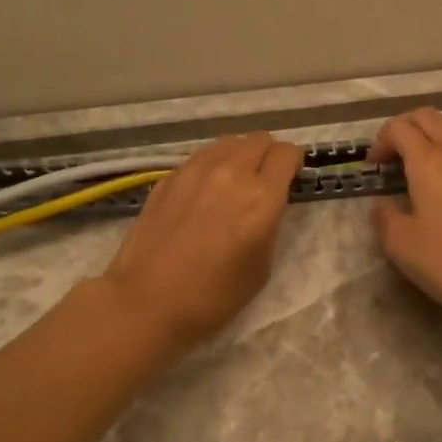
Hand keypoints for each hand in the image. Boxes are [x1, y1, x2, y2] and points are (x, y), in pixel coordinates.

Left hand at [101, 132, 303, 350]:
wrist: (147, 302)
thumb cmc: (213, 296)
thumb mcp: (261, 266)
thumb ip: (269, 224)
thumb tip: (265, 205)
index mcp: (261, 197)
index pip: (287, 153)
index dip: (294, 164)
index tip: (290, 179)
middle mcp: (230, 172)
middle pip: (259, 139)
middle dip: (268, 155)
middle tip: (265, 180)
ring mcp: (195, 170)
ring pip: (228, 142)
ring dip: (239, 155)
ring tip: (234, 182)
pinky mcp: (169, 177)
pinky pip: (201, 158)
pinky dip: (212, 166)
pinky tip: (204, 194)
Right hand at [368, 108, 441, 330]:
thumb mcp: (401, 244)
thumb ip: (384, 216)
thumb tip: (384, 202)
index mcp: (429, 162)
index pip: (400, 128)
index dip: (380, 142)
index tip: (373, 168)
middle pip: (428, 116)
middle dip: (403, 128)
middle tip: (391, 157)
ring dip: (431, 132)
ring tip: (420, 159)